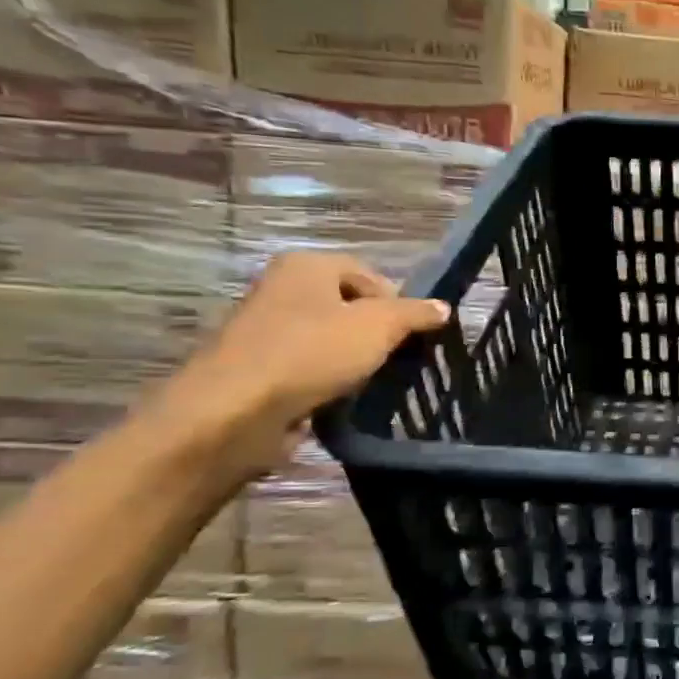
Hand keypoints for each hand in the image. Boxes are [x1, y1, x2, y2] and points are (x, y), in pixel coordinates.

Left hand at [143, 252, 448, 480]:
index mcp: (307, 266)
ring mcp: (266, 331)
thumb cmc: (312, 353)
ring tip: (374, 382)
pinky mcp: (259, 370)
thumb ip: (415, 314)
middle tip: (399, 359)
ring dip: (354, 360)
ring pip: (330, 340)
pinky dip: (329, 382)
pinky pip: (309, 369)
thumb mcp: (379, 326)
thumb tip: (443, 307)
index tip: (414, 335)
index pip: (369, 274)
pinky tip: (343, 399)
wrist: (235, 412)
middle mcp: (282, 289)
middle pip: (349, 306)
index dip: (398, 302)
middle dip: (377, 333)